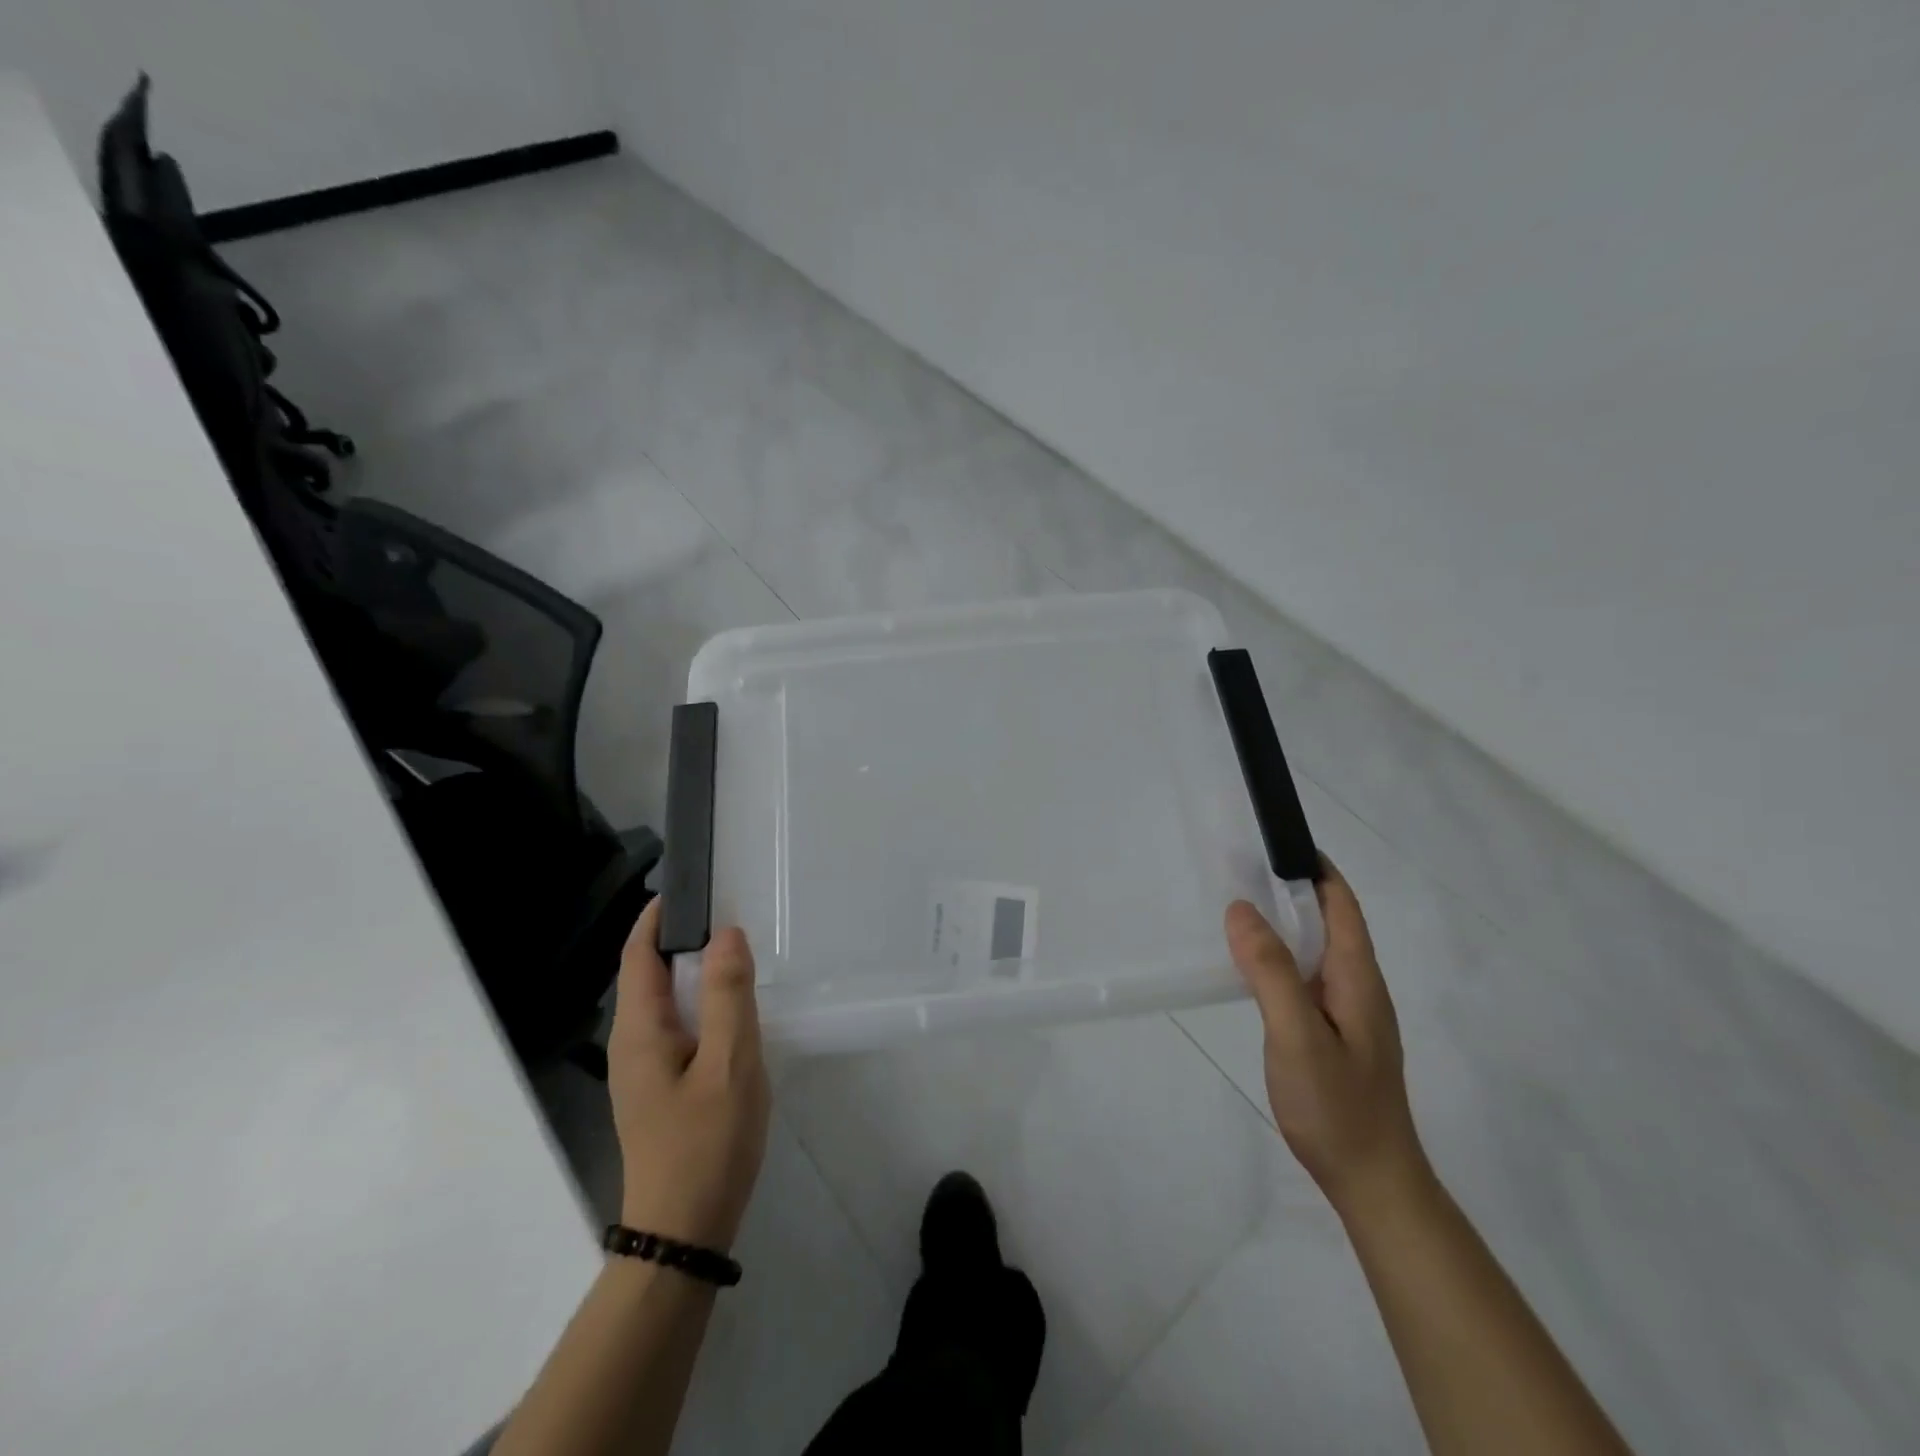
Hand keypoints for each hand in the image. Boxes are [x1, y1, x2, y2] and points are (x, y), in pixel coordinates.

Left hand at [608, 900, 770, 1252]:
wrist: (684, 1232)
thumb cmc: (707, 1143)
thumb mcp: (730, 1064)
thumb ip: (729, 996)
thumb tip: (727, 933)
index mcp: (640, 1031)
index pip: (638, 955)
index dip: (658, 916)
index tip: (692, 885)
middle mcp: (631, 1043)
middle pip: (647, 974)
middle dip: (679, 937)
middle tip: (727, 910)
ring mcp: (642, 1069)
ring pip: (663, 1001)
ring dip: (691, 969)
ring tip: (734, 949)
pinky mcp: (659, 1087)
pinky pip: (675, 1025)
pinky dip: (698, 1001)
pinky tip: (730, 1008)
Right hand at [1225, 861, 1426, 1218]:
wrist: (1372, 1181)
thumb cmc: (1337, 1106)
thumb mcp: (1297, 1035)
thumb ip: (1271, 971)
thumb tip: (1241, 908)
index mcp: (1357, 977)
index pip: (1342, 904)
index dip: (1315, 867)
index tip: (1276, 840)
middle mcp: (1358, 986)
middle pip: (1329, 921)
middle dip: (1292, 888)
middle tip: (1241, 867)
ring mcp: (1348, 1012)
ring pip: (1316, 949)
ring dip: (1284, 922)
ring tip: (1238, 906)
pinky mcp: (1334, 1032)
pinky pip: (1306, 976)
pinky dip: (1280, 956)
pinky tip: (1252, 965)